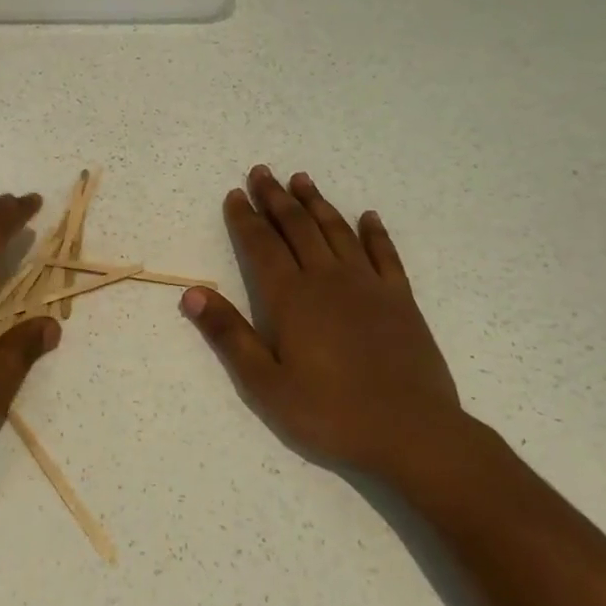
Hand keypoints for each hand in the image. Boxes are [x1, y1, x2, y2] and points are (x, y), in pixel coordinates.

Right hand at [181, 166, 467, 479]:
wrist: (412, 433)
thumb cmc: (330, 413)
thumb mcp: (265, 384)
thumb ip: (229, 335)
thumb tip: (192, 292)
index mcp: (290, 298)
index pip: (261, 245)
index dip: (245, 218)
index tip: (234, 194)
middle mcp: (327, 279)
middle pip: (296, 227)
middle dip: (275, 197)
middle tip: (261, 172)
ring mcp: (368, 285)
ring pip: (336, 230)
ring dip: (316, 203)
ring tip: (301, 179)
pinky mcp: (400, 299)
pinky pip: (384, 254)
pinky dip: (374, 232)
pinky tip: (367, 216)